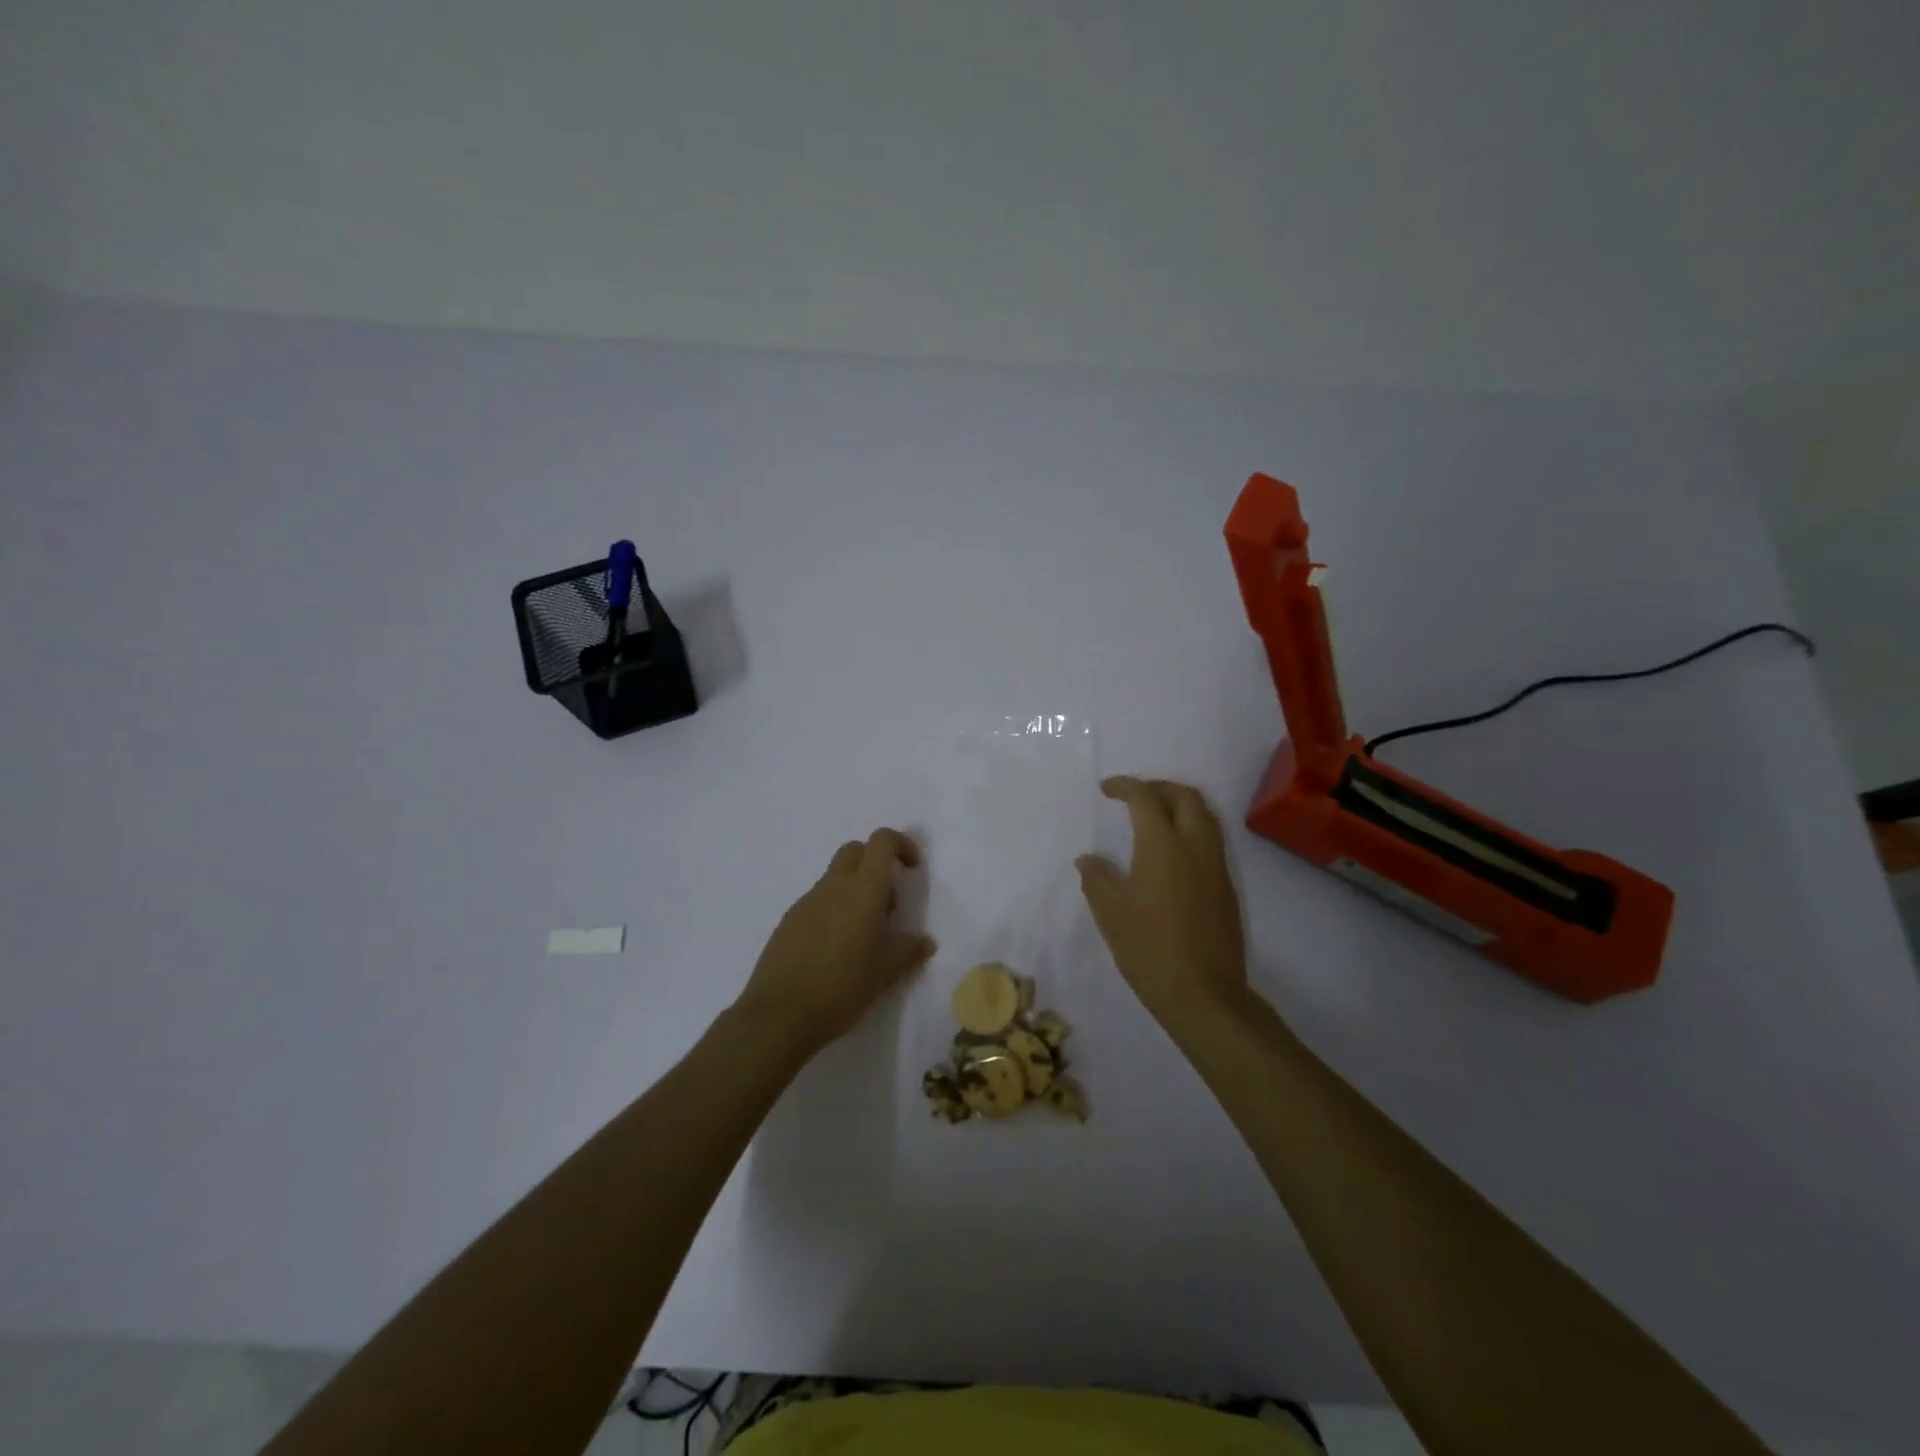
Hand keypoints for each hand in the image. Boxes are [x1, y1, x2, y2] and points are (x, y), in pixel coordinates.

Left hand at [735, 829, 935, 1054]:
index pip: (881, 841)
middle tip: (888, 903)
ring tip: (863, 936)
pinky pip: (817, 901)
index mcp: (863, 891)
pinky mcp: (788, 920)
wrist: (779, 1014)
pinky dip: (833, 910)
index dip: (901, 845)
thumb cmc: (842, 988)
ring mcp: (806, 901)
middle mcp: (833, 886)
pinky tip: (835, 949)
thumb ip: (909, 951)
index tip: (912, 869)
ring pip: (835, 877)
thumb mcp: (886, 973)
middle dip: (876, 863)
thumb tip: (925, 941)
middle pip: (855, 850)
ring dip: (854, 891)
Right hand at [1077, 776, 1248, 1028]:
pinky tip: (1172, 854)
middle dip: (1159, 787)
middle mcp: (1195, 847)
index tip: (1106, 789)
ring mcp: (1216, 867)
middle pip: (1186, 796)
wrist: (1204, 995)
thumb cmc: (1149, 950)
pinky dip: (1192, 829)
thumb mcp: (1110, 914)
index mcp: (1163, 846)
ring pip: (1206, 816)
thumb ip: (1097, 878)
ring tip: (1155, 819)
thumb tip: (1088, 859)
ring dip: (1180, 805)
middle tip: (1134, 797)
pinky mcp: (1226, 888)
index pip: (1146, 798)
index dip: (1125, 786)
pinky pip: (1212, 841)